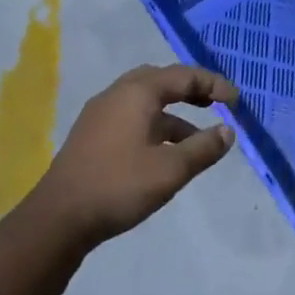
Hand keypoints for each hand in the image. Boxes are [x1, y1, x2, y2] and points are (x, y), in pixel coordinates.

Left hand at [32, 65, 238, 246]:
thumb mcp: (171, 170)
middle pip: (161, 80)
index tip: (235, 101)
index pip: (183, 76)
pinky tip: (165, 152)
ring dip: (174, 113)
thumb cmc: (119, 186)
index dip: (213, 84)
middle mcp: (117, 94)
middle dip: (191, 90)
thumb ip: (203, 148)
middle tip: (214, 103)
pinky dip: (155, 125)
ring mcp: (101, 114)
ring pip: (145, 101)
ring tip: (197, 138)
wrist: (58, 218)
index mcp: (137, 93)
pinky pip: (132, 117)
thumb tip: (228, 131)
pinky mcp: (92, 135)